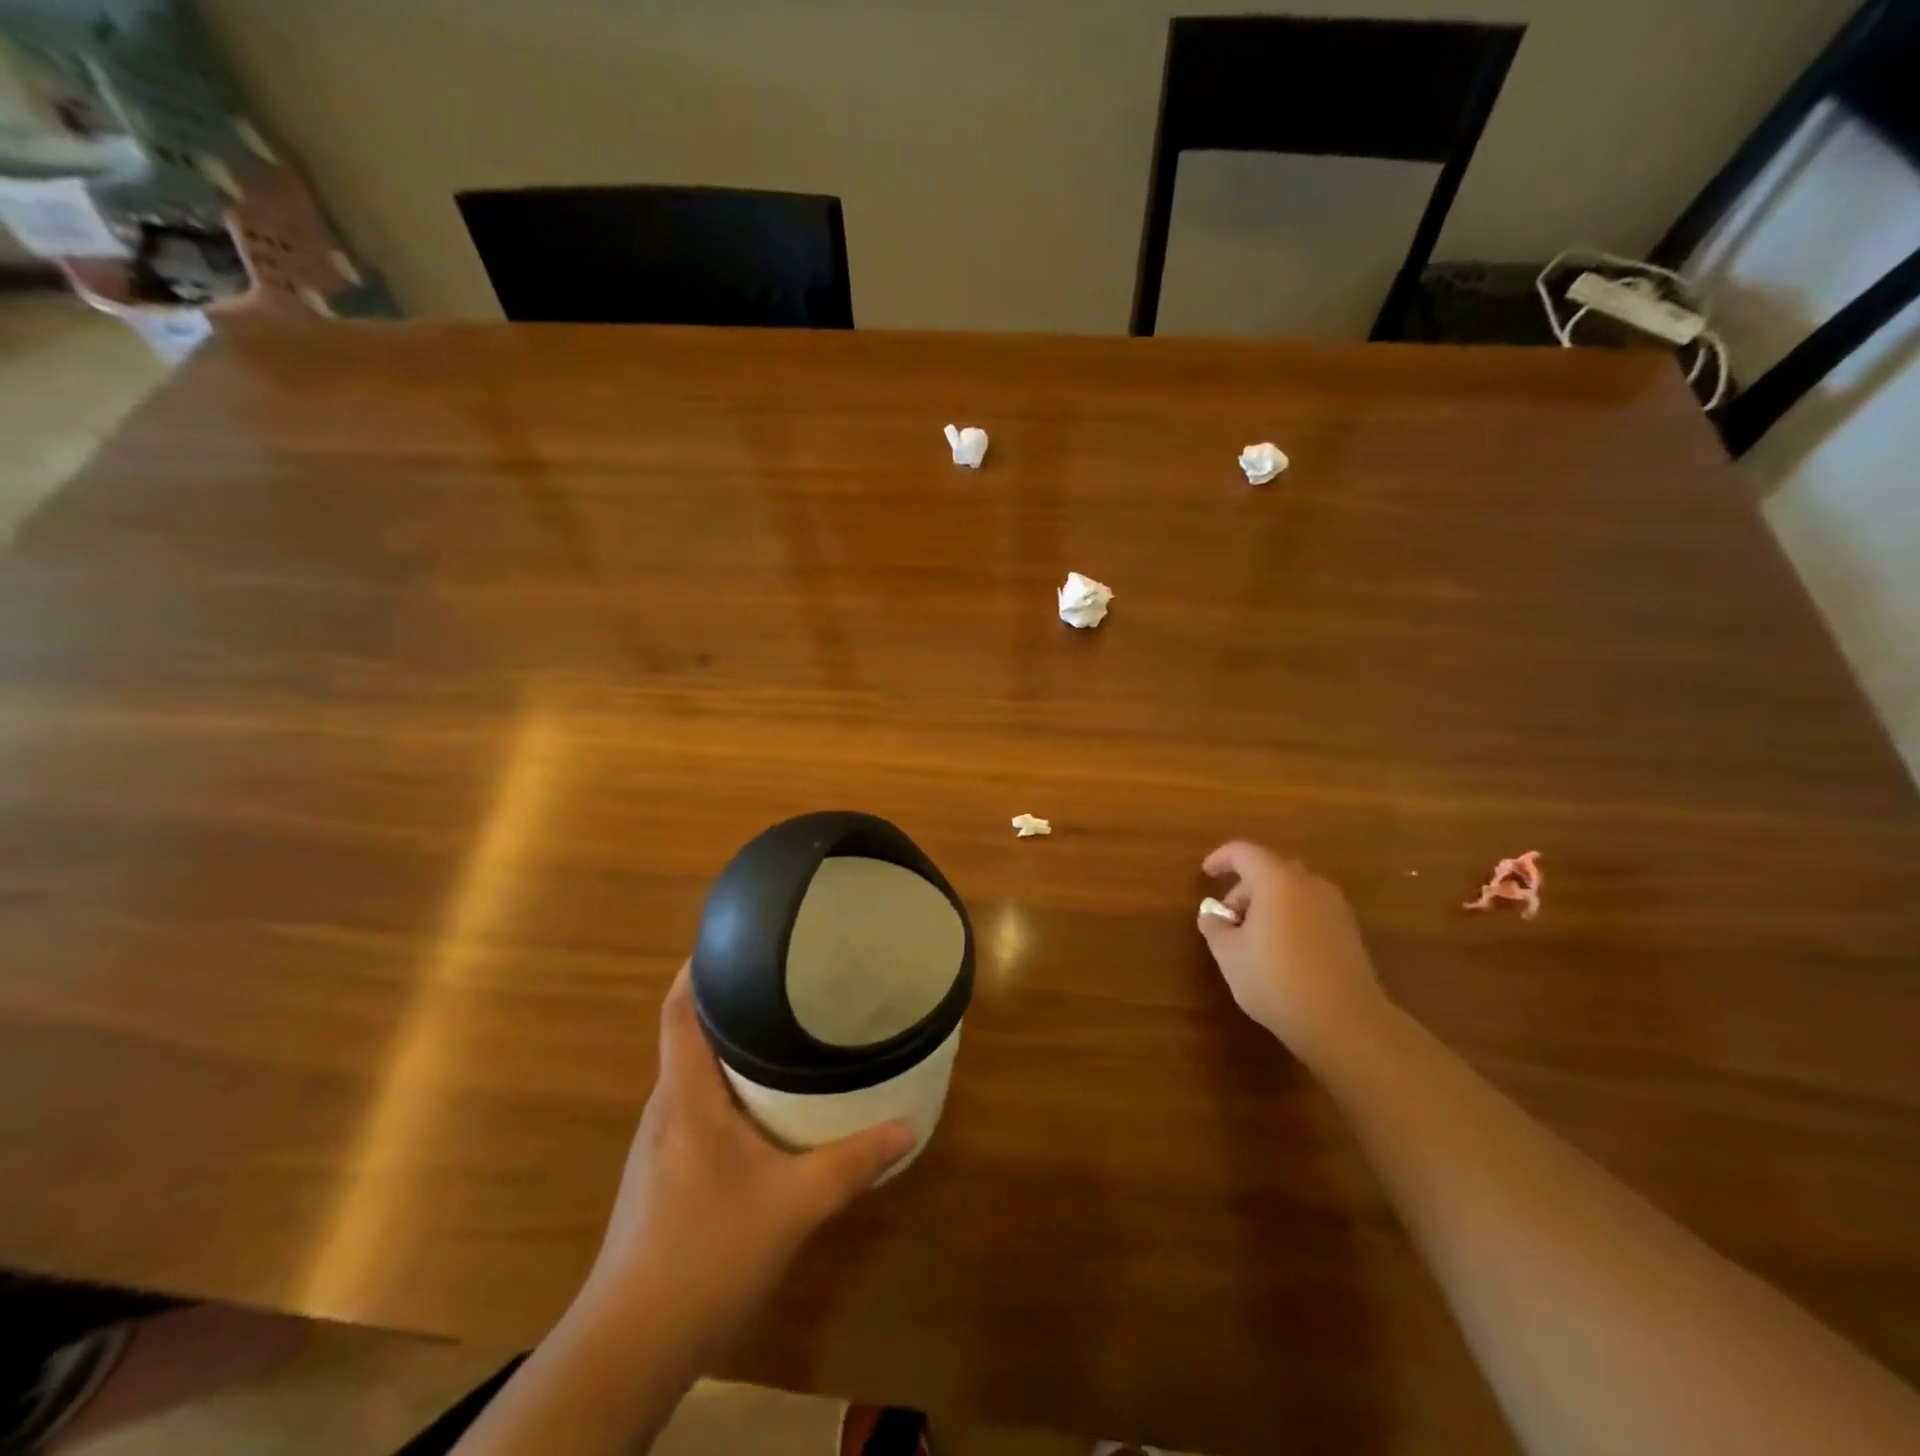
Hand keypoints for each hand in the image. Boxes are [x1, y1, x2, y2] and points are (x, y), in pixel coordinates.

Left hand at [578, 963, 912, 1352]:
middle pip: (688, 1034)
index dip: (699, 968)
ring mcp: (659, 1142)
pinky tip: (763, 1105)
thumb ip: (852, 1162)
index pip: (678, 1011)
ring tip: (781, 1029)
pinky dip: (726, 1087)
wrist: (630, 1347)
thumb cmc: (706, 1254)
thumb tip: (908, 1125)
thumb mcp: (794, 1206)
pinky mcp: (662, 1172)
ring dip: (729, 1047)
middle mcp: (665, 1108)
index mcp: (685, 1096)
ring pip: (693, 1073)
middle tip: (784, 977)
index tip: (735, 937)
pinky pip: (695, 1105)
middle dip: (730, 1001)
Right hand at [1197, 842, 1391, 1067]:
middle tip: (1227, 920)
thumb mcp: (1229, 955)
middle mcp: (1310, 884)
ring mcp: (1335, 907)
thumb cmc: (1277, 981)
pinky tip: (1281, 953)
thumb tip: (1213, 914)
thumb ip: (1214, 926)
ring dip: (1268, 905)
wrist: (1346, 1022)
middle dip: (1244, 888)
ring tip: (1252, 940)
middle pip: (1270, 870)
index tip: (1206, 874)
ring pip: (1293, 891)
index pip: (1244, 852)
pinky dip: (1290, 918)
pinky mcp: (1349, 932)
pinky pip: (1310, 910)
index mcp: (1277, 881)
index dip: (1221, 858)